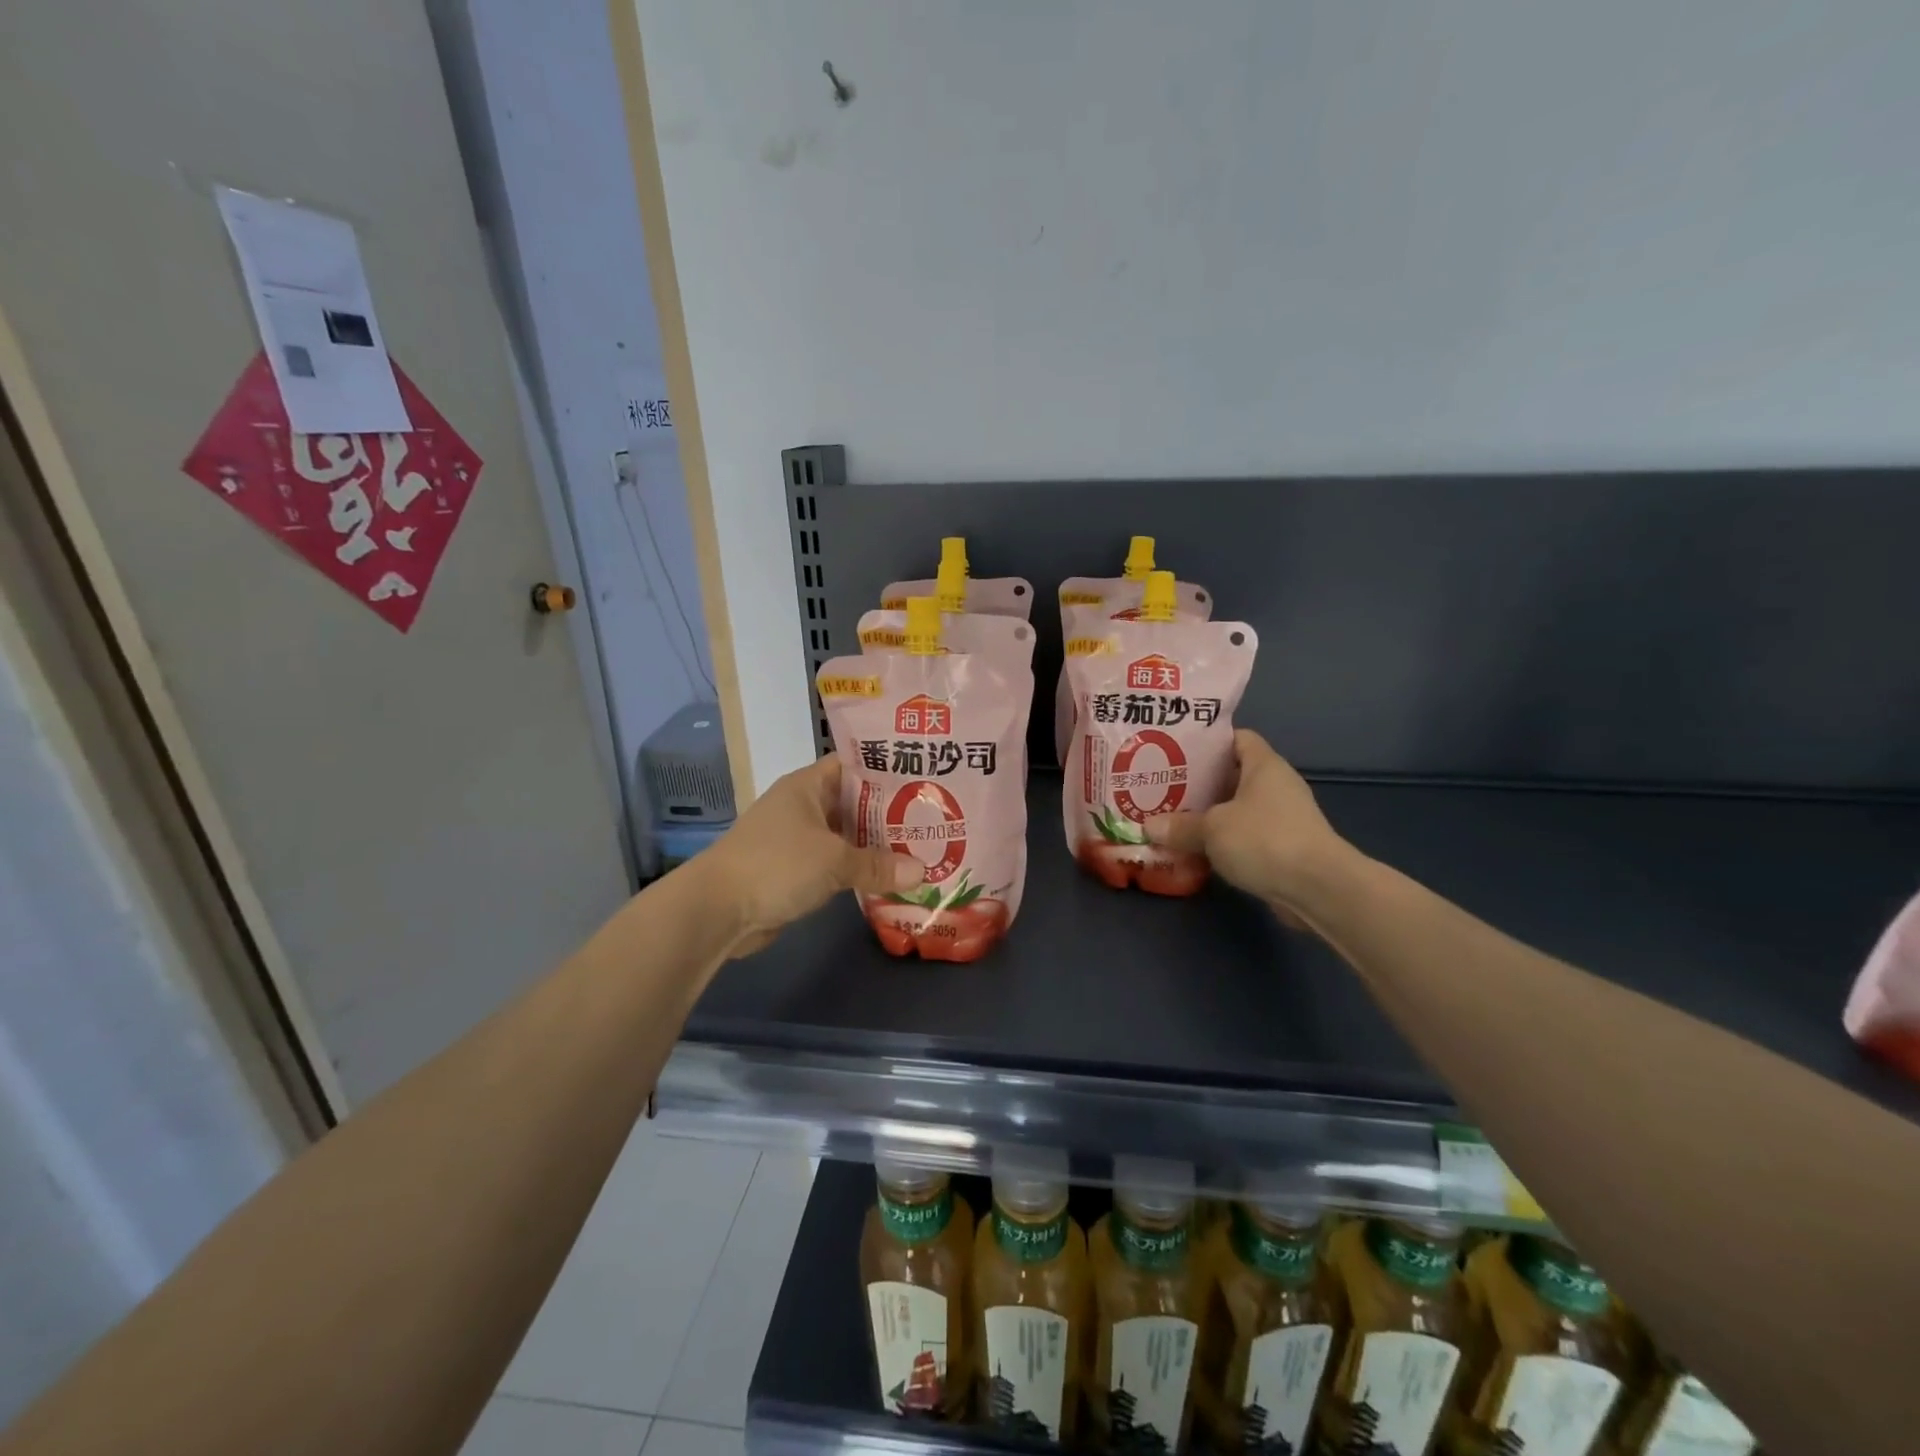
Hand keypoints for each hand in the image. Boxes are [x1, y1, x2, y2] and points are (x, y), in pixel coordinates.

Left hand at [701, 755, 919, 956]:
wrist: (717, 910)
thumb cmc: (776, 865)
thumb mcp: (834, 861)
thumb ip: (878, 865)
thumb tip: (922, 873)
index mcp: (807, 786)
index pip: (853, 765)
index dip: (887, 768)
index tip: (924, 775)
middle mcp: (802, 806)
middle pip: (854, 801)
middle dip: (890, 811)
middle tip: (933, 816)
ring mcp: (796, 838)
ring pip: (845, 835)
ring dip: (875, 844)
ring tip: (920, 846)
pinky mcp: (793, 869)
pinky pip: (834, 862)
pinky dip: (857, 868)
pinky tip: (888, 876)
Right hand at [1144, 730, 1354, 927]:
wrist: (1319, 889)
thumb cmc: (1264, 840)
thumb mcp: (1212, 829)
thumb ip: (1179, 826)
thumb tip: (1149, 827)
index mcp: (1264, 765)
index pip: (1237, 738)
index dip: (1208, 742)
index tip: (1177, 751)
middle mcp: (1277, 786)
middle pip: (1234, 774)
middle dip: (1201, 782)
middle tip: (1164, 787)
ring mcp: (1284, 818)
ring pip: (1239, 808)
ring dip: (1211, 815)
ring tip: (1174, 818)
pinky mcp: (1285, 848)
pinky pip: (1247, 836)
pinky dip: (1225, 841)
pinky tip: (1197, 850)